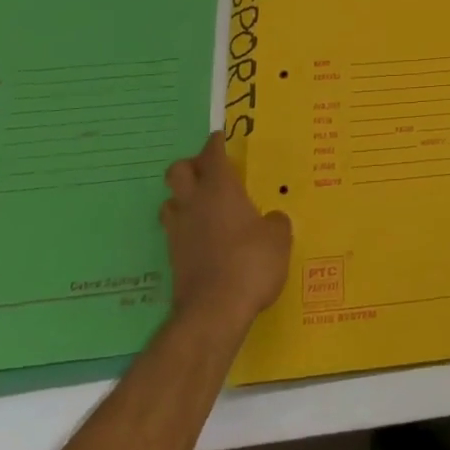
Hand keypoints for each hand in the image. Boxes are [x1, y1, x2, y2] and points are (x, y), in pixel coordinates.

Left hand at [161, 134, 292, 331]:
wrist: (214, 312)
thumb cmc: (251, 263)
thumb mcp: (279, 239)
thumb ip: (276, 222)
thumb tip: (272, 219)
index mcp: (220, 189)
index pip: (212, 153)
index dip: (217, 142)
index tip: (222, 138)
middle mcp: (194, 203)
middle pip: (178, 171)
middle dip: (191, 166)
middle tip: (210, 171)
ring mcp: (179, 231)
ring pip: (170, 201)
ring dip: (183, 198)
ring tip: (203, 205)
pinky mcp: (173, 258)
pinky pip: (175, 231)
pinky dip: (186, 228)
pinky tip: (203, 237)